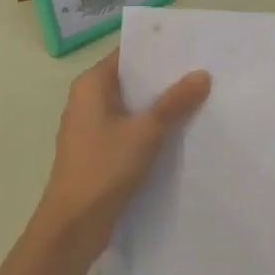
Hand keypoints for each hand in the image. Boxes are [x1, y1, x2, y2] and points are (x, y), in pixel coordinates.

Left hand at [33, 47, 210, 264]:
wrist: (72, 228)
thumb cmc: (104, 168)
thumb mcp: (146, 131)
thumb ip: (174, 102)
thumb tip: (202, 74)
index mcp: (90, 84)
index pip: (127, 54)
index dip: (156, 49)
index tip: (189, 46)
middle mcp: (86, 100)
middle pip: (130, 80)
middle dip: (162, 78)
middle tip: (201, 71)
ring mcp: (89, 128)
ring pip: (130, 106)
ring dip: (157, 105)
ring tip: (196, 98)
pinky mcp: (96, 152)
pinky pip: (127, 129)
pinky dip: (148, 127)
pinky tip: (176, 132)